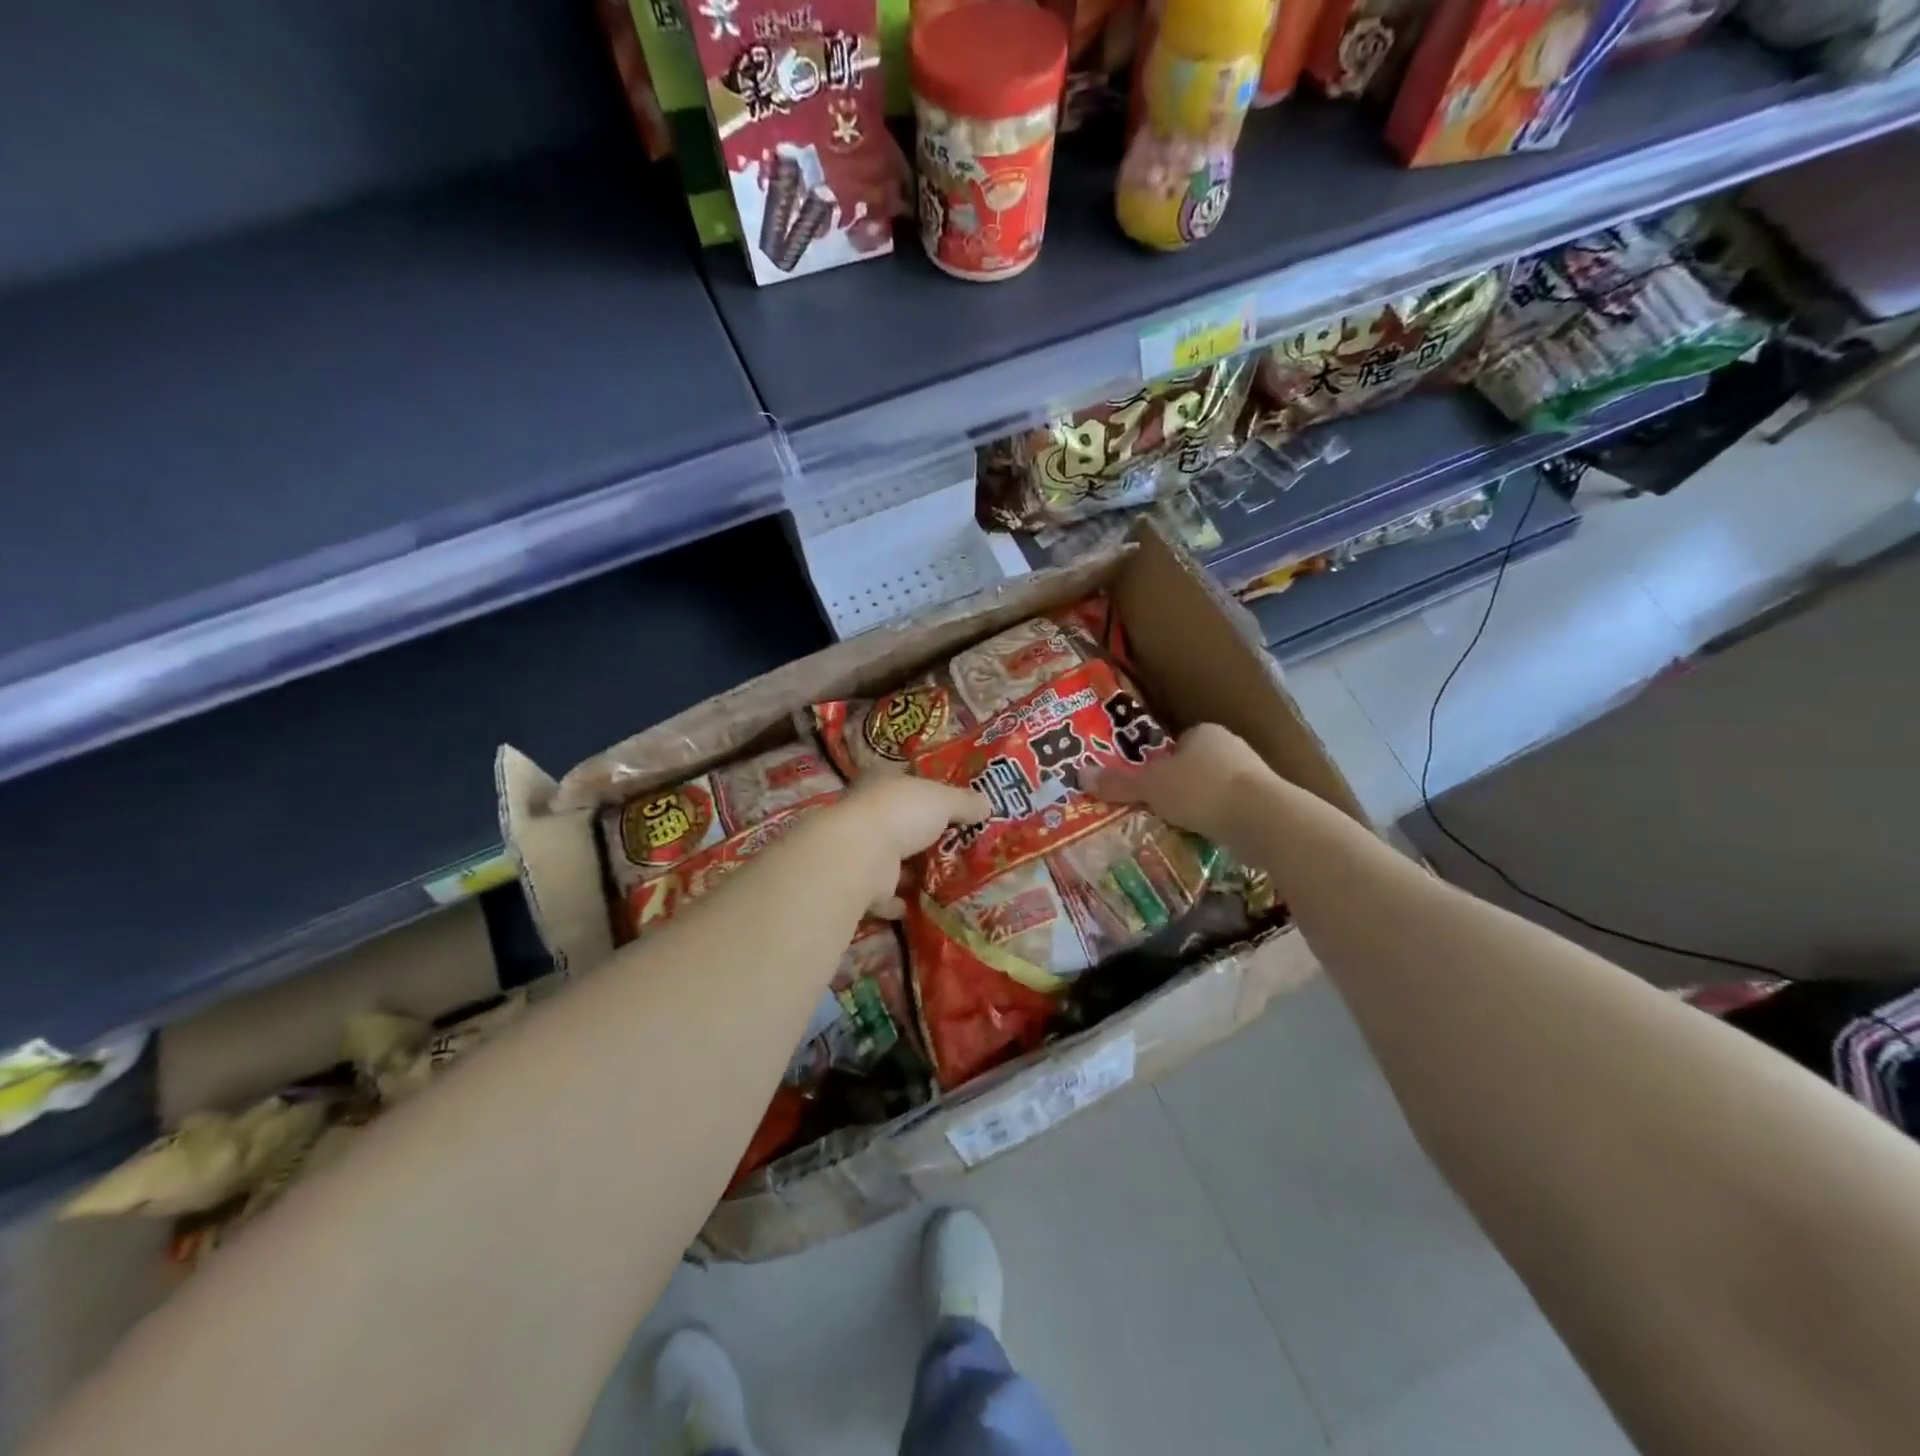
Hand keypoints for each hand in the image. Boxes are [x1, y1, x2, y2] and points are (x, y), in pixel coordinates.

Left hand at [833, 773, 989, 917]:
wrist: (861, 856)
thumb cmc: (902, 814)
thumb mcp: (943, 800)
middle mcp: (867, 815)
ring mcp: (860, 850)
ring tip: (942, 879)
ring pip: (890, 859)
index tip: (948, 809)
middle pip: (899, 824)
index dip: (926, 794)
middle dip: (920, 836)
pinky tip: (916, 905)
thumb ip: (965, 802)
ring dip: (909, 870)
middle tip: (952, 847)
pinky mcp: (860, 884)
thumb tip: (987, 804)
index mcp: (882, 784)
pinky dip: (896, 901)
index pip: (905, 785)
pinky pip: (882, 895)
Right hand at [1087, 724, 1271, 847]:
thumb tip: (1079, 774)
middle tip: (1155, 809)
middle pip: (1194, 766)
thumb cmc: (1201, 790)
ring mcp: (1253, 775)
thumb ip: (1118, 782)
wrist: (1263, 819)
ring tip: (1178, 827)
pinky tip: (1206, 837)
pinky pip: (1232, 810)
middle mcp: (1231, 747)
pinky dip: (1218, 822)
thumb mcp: (1151, 786)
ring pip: (1214, 789)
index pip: (1176, 744)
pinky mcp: (1267, 803)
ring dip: (1199, 806)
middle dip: (1178, 787)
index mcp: (1203, 732)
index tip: (1146, 786)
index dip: (1159, 764)